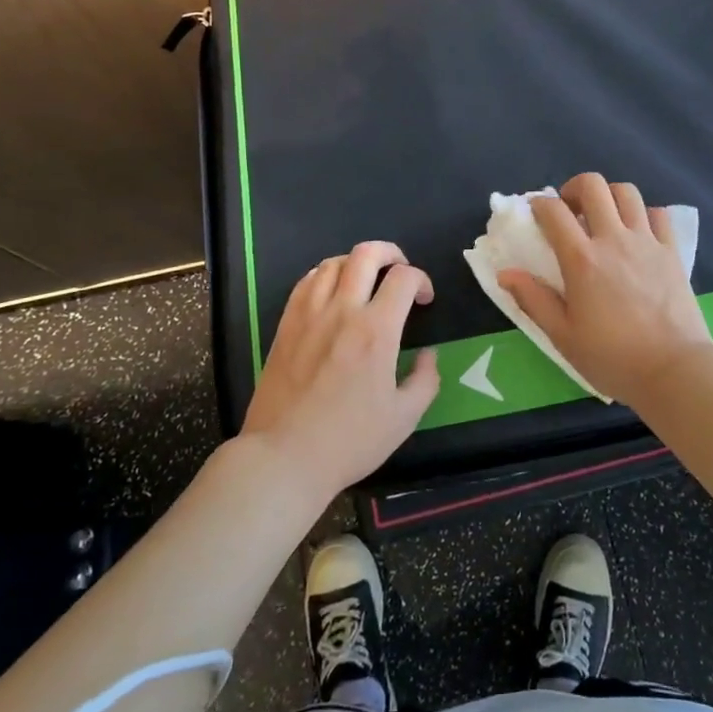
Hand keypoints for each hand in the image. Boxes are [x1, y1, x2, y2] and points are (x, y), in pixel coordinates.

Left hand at [241, 241, 439, 493]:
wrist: (284, 457)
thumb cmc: (349, 441)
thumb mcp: (404, 418)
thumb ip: (425, 380)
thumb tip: (428, 356)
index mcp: (376, 331)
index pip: (404, 278)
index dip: (422, 281)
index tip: (425, 301)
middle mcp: (343, 311)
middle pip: (367, 254)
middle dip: (392, 253)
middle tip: (400, 272)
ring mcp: (309, 315)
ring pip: (334, 262)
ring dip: (357, 263)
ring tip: (366, 281)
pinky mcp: (286, 325)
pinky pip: (306, 281)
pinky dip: (326, 275)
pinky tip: (333, 293)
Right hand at [498, 174, 712, 410]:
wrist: (673, 370)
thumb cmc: (612, 358)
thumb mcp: (563, 336)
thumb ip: (533, 300)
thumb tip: (505, 273)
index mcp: (582, 259)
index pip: (554, 211)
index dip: (539, 204)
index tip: (535, 212)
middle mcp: (613, 239)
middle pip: (593, 185)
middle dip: (574, 188)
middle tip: (570, 209)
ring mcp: (647, 241)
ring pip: (627, 192)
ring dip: (609, 196)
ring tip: (603, 217)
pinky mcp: (672, 251)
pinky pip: (658, 214)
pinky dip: (643, 214)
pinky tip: (637, 232)